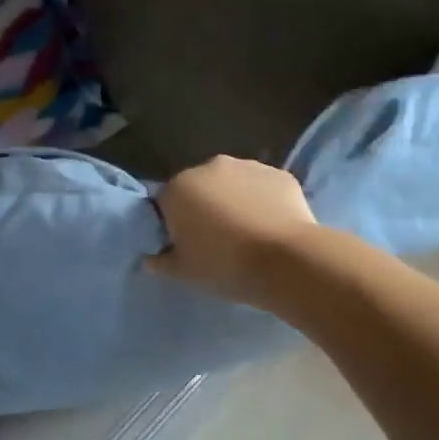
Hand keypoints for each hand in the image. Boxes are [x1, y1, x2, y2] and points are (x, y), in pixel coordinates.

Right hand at [147, 156, 317, 304]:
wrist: (286, 260)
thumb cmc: (225, 266)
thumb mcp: (184, 273)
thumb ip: (161, 262)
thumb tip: (152, 257)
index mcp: (179, 188)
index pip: (166, 204)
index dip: (174, 226)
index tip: (186, 247)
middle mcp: (211, 167)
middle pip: (200, 188)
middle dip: (204, 208)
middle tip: (217, 241)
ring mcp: (249, 166)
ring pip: (233, 185)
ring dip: (235, 202)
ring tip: (248, 235)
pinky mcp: (280, 174)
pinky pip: (264, 188)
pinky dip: (264, 202)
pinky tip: (272, 227)